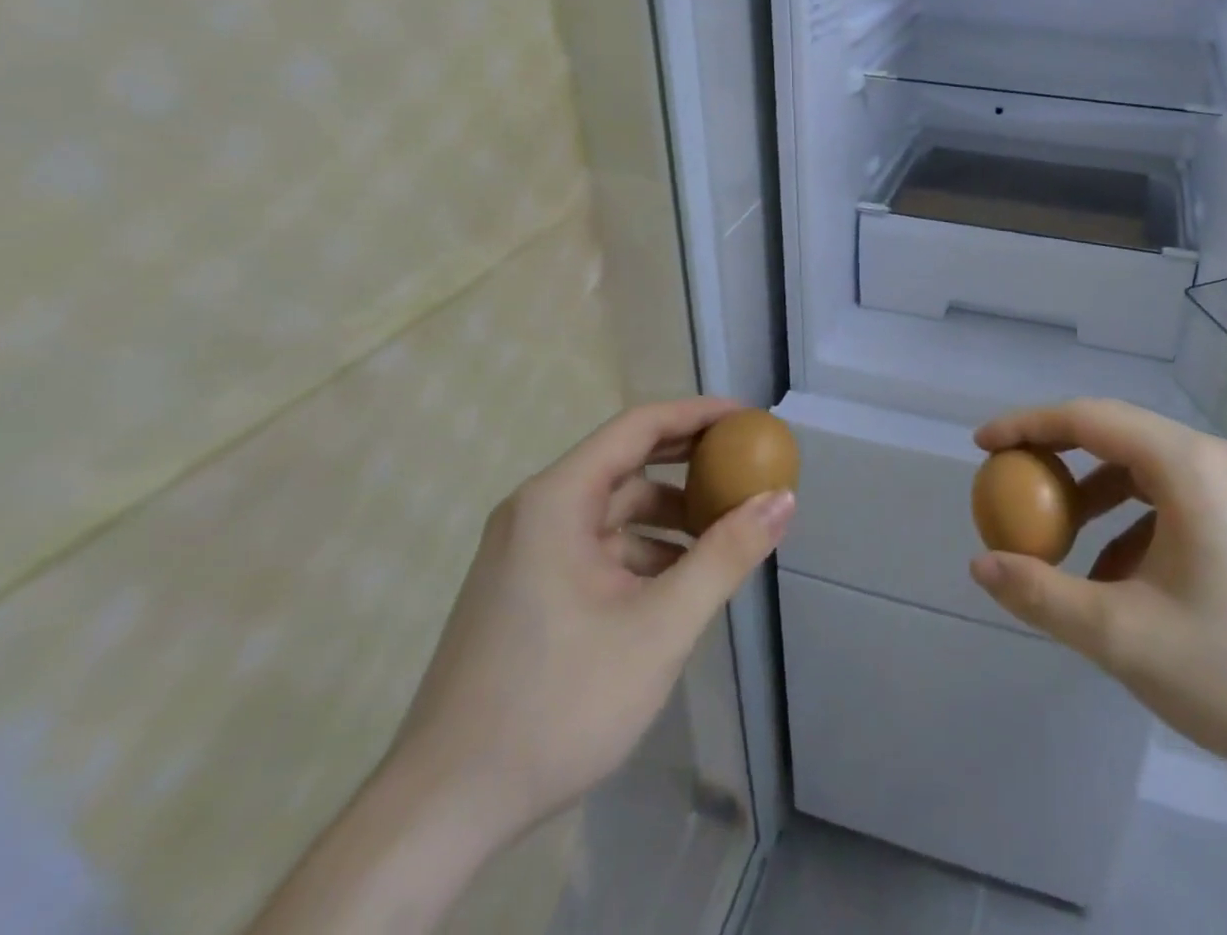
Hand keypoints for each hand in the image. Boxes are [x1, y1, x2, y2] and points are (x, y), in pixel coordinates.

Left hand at [388, 397, 795, 847]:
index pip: (639, 426)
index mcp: (557, 500)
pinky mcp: (527, 589)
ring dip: (670, 516)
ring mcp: (527, 552)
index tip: (751, 422)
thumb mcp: (660, 627)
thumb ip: (726, 555)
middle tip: (747, 468)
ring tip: (725, 536)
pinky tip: (680, 584)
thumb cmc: (557, 703)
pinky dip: (644, 551)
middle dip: (690, 464)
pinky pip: (598, 547)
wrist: (442, 812)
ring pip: (614, 511)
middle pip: (627, 462)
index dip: (700, 415)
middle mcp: (537, 512)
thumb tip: (783, 499)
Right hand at [968, 398, 1226, 800]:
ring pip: (1147, 472)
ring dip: (1096, 500)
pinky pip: (1176, 502)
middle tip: (1013, 490)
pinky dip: (1134, 526)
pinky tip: (1124, 584)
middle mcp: (1217, 460)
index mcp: (1188, 465)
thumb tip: (982, 566)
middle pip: (1117, 437)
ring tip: (1065, 550)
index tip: (982, 447)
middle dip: (1058, 461)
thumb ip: (1044, 595)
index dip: (1027, 426)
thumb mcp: (1125, 637)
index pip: (1088, 418)